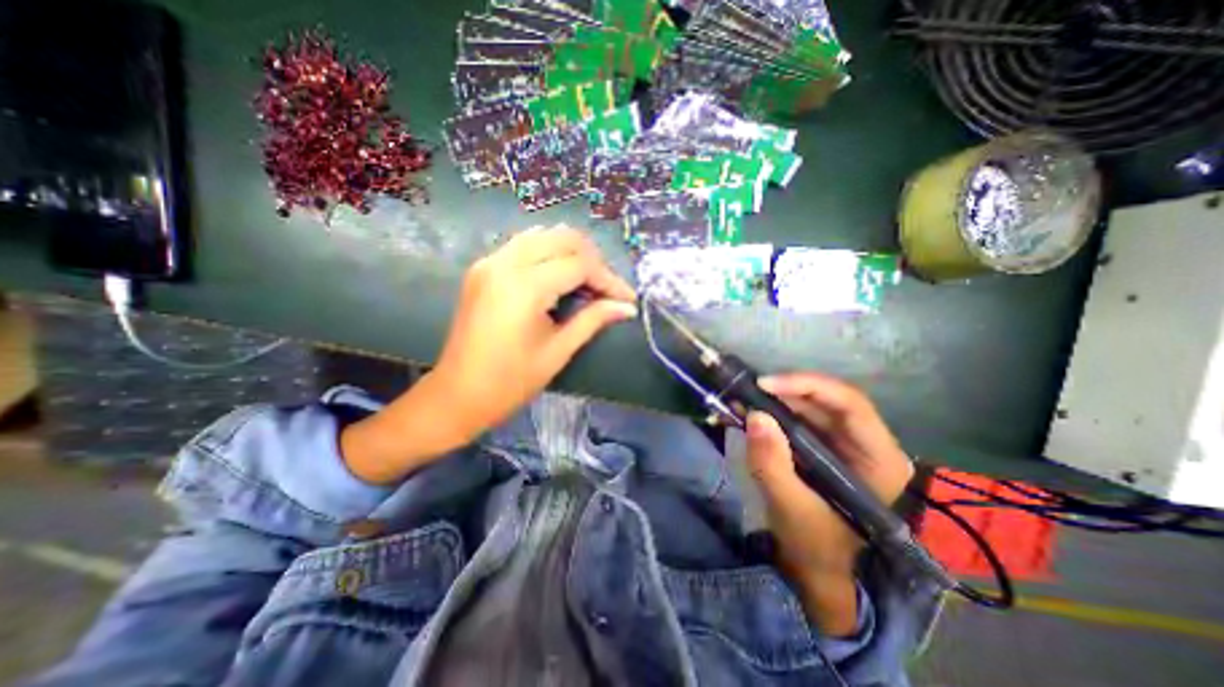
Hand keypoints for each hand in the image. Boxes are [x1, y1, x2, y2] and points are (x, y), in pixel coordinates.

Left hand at [338, 226, 635, 483]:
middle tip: (608, 289)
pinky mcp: (483, 268)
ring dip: (572, 252)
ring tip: (589, 281)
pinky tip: (560, 275)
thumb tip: (627, 307)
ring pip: (543, 235)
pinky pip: (524, 244)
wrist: (457, 395)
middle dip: (593, 260)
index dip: (609, 279)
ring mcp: (490, 261)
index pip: (580, 265)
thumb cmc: (510, 382)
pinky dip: (549, 252)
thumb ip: (593, 320)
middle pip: (563, 238)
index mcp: (524, 287)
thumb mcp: (557, 351)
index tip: (627, 299)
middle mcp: (505, 263)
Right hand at [747, 374, 905, 636]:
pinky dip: (772, 414)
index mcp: (878, 460)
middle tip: (747, 391)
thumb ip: (772, 464)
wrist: (818, 572)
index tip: (766, 385)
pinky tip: (748, 414)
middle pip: (827, 401)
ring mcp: (842, 444)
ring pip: (810, 408)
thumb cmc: (816, 547)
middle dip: (785, 391)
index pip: (850, 404)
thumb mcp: (791, 509)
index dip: (808, 385)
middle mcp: (865, 444)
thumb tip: (754, 415)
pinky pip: (797, 420)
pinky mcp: (821, 447)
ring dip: (775, 401)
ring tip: (742, 400)